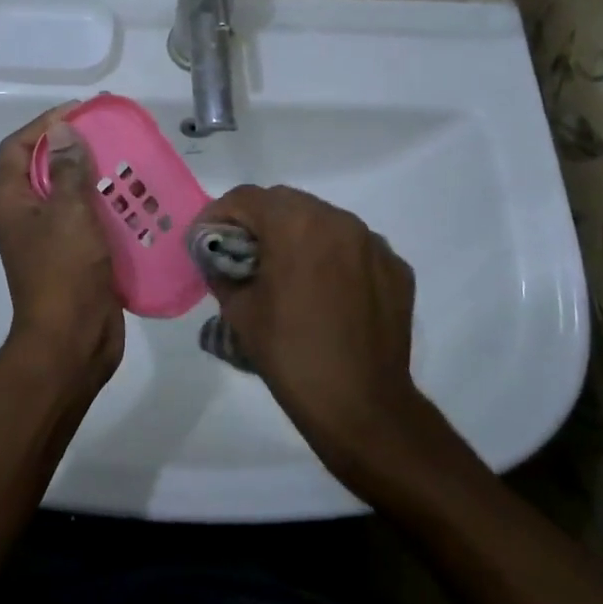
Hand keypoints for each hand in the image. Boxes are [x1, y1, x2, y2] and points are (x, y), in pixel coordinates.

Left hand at [0, 104, 124, 378]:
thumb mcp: (68, 214)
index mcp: (13, 204)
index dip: (43, 125)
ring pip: (69, 197)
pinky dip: (107, 210)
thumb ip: (66, 170)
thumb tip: (61, 130)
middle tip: (110, 136)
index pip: (16, 148)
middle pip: (43, 169)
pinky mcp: (74, 260)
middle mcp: (26, 219)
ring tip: (128, 165)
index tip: (80, 112)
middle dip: (74, 149)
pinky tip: (135, 204)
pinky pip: (88, 223)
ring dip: (94, 179)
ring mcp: (49, 241)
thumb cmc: (65, 273)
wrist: (73, 343)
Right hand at [196, 185, 446, 489]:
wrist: (361, 405)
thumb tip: (217, 257)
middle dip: (258, 221)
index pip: (245, 198)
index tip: (206, 240)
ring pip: (323, 220)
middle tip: (242, 254)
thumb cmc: (290, 354)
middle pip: (285, 202)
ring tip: (286, 271)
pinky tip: (325, 291)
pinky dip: (333, 256)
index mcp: (294, 224)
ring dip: (297, 234)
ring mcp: (372, 242)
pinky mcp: (396, 267)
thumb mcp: (239, 311)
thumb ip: (221, 270)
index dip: (218, 215)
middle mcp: (337, 220)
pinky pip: (354, 247)